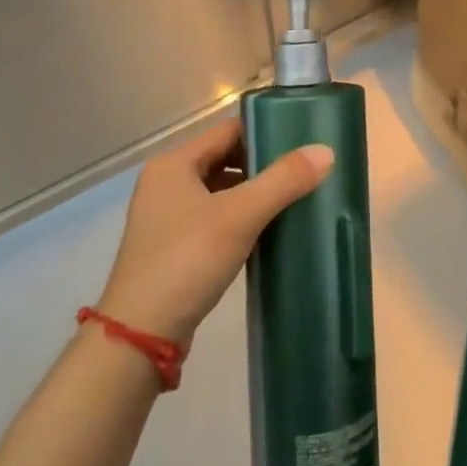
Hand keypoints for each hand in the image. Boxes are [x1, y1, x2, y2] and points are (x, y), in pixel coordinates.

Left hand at [97, 119, 331, 343]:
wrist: (140, 334)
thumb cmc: (187, 260)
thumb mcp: (240, 215)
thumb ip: (283, 181)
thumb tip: (326, 151)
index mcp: (173, 164)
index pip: (227, 131)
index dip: (264, 133)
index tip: (301, 143)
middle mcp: (165, 183)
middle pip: (224, 159)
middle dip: (262, 166)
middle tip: (303, 173)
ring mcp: (165, 217)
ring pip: (219, 191)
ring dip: (252, 194)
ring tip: (292, 200)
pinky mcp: (172, 247)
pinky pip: (213, 218)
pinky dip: (239, 219)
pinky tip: (266, 231)